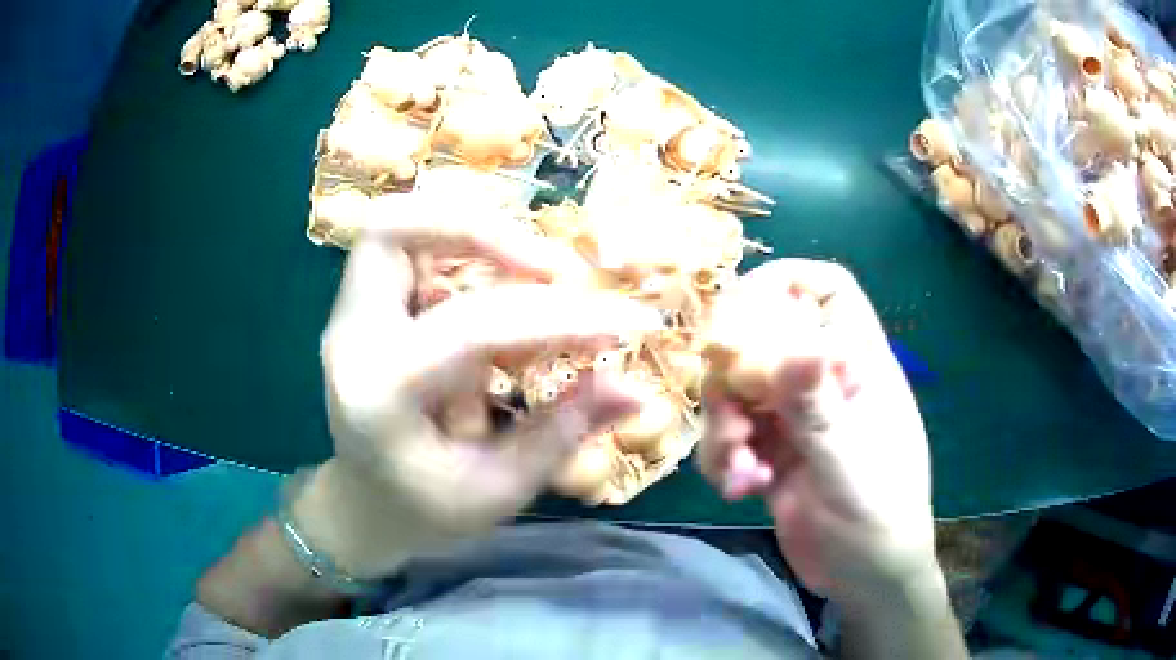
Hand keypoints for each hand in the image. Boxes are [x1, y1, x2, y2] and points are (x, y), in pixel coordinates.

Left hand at [294, 210, 660, 577]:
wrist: (363, 506)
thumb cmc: (425, 512)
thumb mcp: (498, 490)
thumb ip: (563, 431)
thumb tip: (637, 389)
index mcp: (381, 395)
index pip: (473, 327)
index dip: (559, 317)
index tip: (628, 322)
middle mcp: (352, 337)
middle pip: (395, 229)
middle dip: (484, 229)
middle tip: (556, 269)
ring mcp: (350, 315)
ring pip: (398, 223)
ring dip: (470, 229)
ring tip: (534, 267)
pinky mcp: (363, 307)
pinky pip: (408, 245)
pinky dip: (458, 245)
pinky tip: (500, 279)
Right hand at [697, 259, 936, 606]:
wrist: (867, 579)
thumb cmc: (879, 522)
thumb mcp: (850, 471)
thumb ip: (820, 413)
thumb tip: (796, 349)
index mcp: (859, 368)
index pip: (829, 291)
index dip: (785, 281)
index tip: (739, 310)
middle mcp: (824, 382)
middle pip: (765, 338)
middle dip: (734, 378)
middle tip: (730, 419)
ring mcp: (797, 417)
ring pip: (738, 391)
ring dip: (724, 428)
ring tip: (739, 472)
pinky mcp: (773, 452)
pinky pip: (732, 435)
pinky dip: (724, 458)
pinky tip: (741, 489)